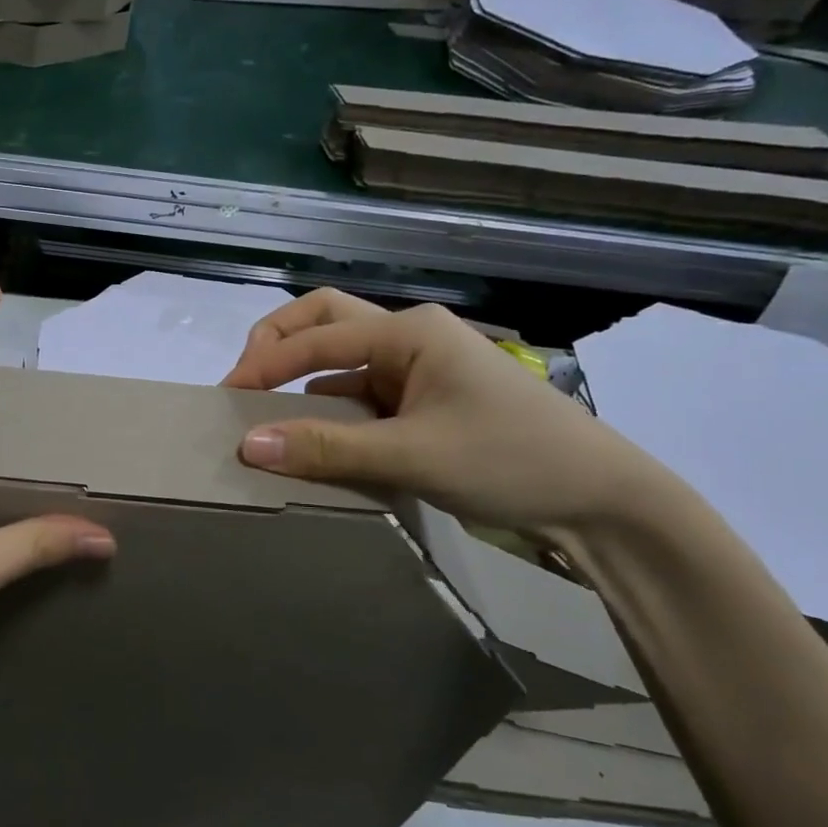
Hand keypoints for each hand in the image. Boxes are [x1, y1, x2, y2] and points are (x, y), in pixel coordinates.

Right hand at [220, 290, 672, 540]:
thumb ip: (326, 448)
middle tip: (242, 384)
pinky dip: (329, 415)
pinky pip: (360, 399)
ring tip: (265, 420)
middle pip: (324, 322)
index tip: (224, 399)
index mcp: (409, 331)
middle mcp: (409, 339)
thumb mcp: (412, 454)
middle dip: (277, 346)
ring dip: (301, 385)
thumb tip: (247, 445)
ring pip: (340, 364)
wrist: (603, 504)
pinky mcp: (422, 405)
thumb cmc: (512, 461)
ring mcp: (417, 372)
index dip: (263, 364)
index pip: (316, 338)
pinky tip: (313, 444)